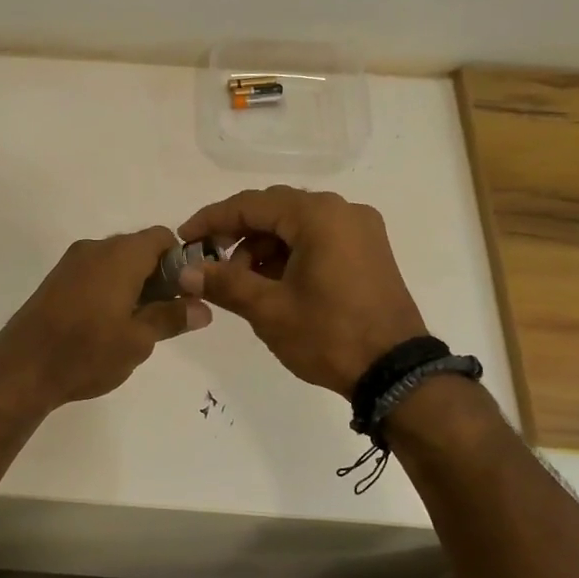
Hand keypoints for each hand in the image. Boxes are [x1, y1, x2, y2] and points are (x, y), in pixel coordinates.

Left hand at [0, 227, 210, 411]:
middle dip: (159, 276)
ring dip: (134, 284)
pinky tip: (109, 324)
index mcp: (121, 255)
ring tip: (138, 325)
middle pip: (139, 248)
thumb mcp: (138, 340)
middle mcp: (96, 249)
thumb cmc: (87, 351)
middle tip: (166, 315)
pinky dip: (111, 289)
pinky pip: (95, 273)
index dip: (181, 262)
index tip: (186, 294)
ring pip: (116, 262)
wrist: (22, 367)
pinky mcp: (57, 280)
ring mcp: (72, 263)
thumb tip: (203, 308)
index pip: (163, 238)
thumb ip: (172, 318)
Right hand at [177, 187, 425, 394]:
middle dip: (237, 233)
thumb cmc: (328, 335)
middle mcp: (342, 211)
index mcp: (318, 216)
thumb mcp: (268, 310)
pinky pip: (318, 239)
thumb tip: (184, 271)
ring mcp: (361, 230)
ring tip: (241, 282)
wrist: (395, 372)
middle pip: (275, 210)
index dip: (212, 220)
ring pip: (296, 225)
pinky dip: (289, 254)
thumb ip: (224, 282)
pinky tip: (272, 283)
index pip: (251, 204)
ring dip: (263, 246)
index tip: (183, 239)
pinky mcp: (369, 251)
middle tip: (208, 261)